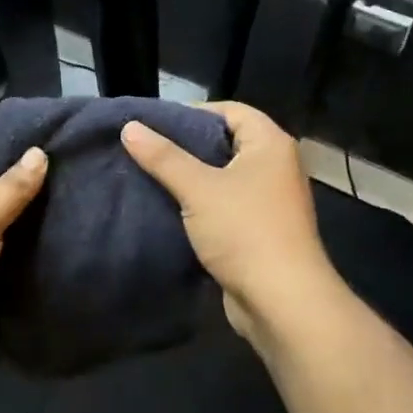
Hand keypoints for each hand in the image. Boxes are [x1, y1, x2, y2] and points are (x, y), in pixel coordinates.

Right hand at [121, 102, 342, 349]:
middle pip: (226, 142)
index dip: (193, 112)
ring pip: (223, 177)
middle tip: (146, 150)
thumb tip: (130, 126)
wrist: (282, 301)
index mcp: (270, 144)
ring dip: (191, 179)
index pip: (231, 110)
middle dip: (186, 147)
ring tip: (150, 177)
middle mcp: (275, 166)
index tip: (155, 124)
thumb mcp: (198, 189)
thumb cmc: (244, 231)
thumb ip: (163, 157)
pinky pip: (225, 206)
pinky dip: (200, 205)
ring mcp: (269, 201)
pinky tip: (169, 209)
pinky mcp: (259, 230)